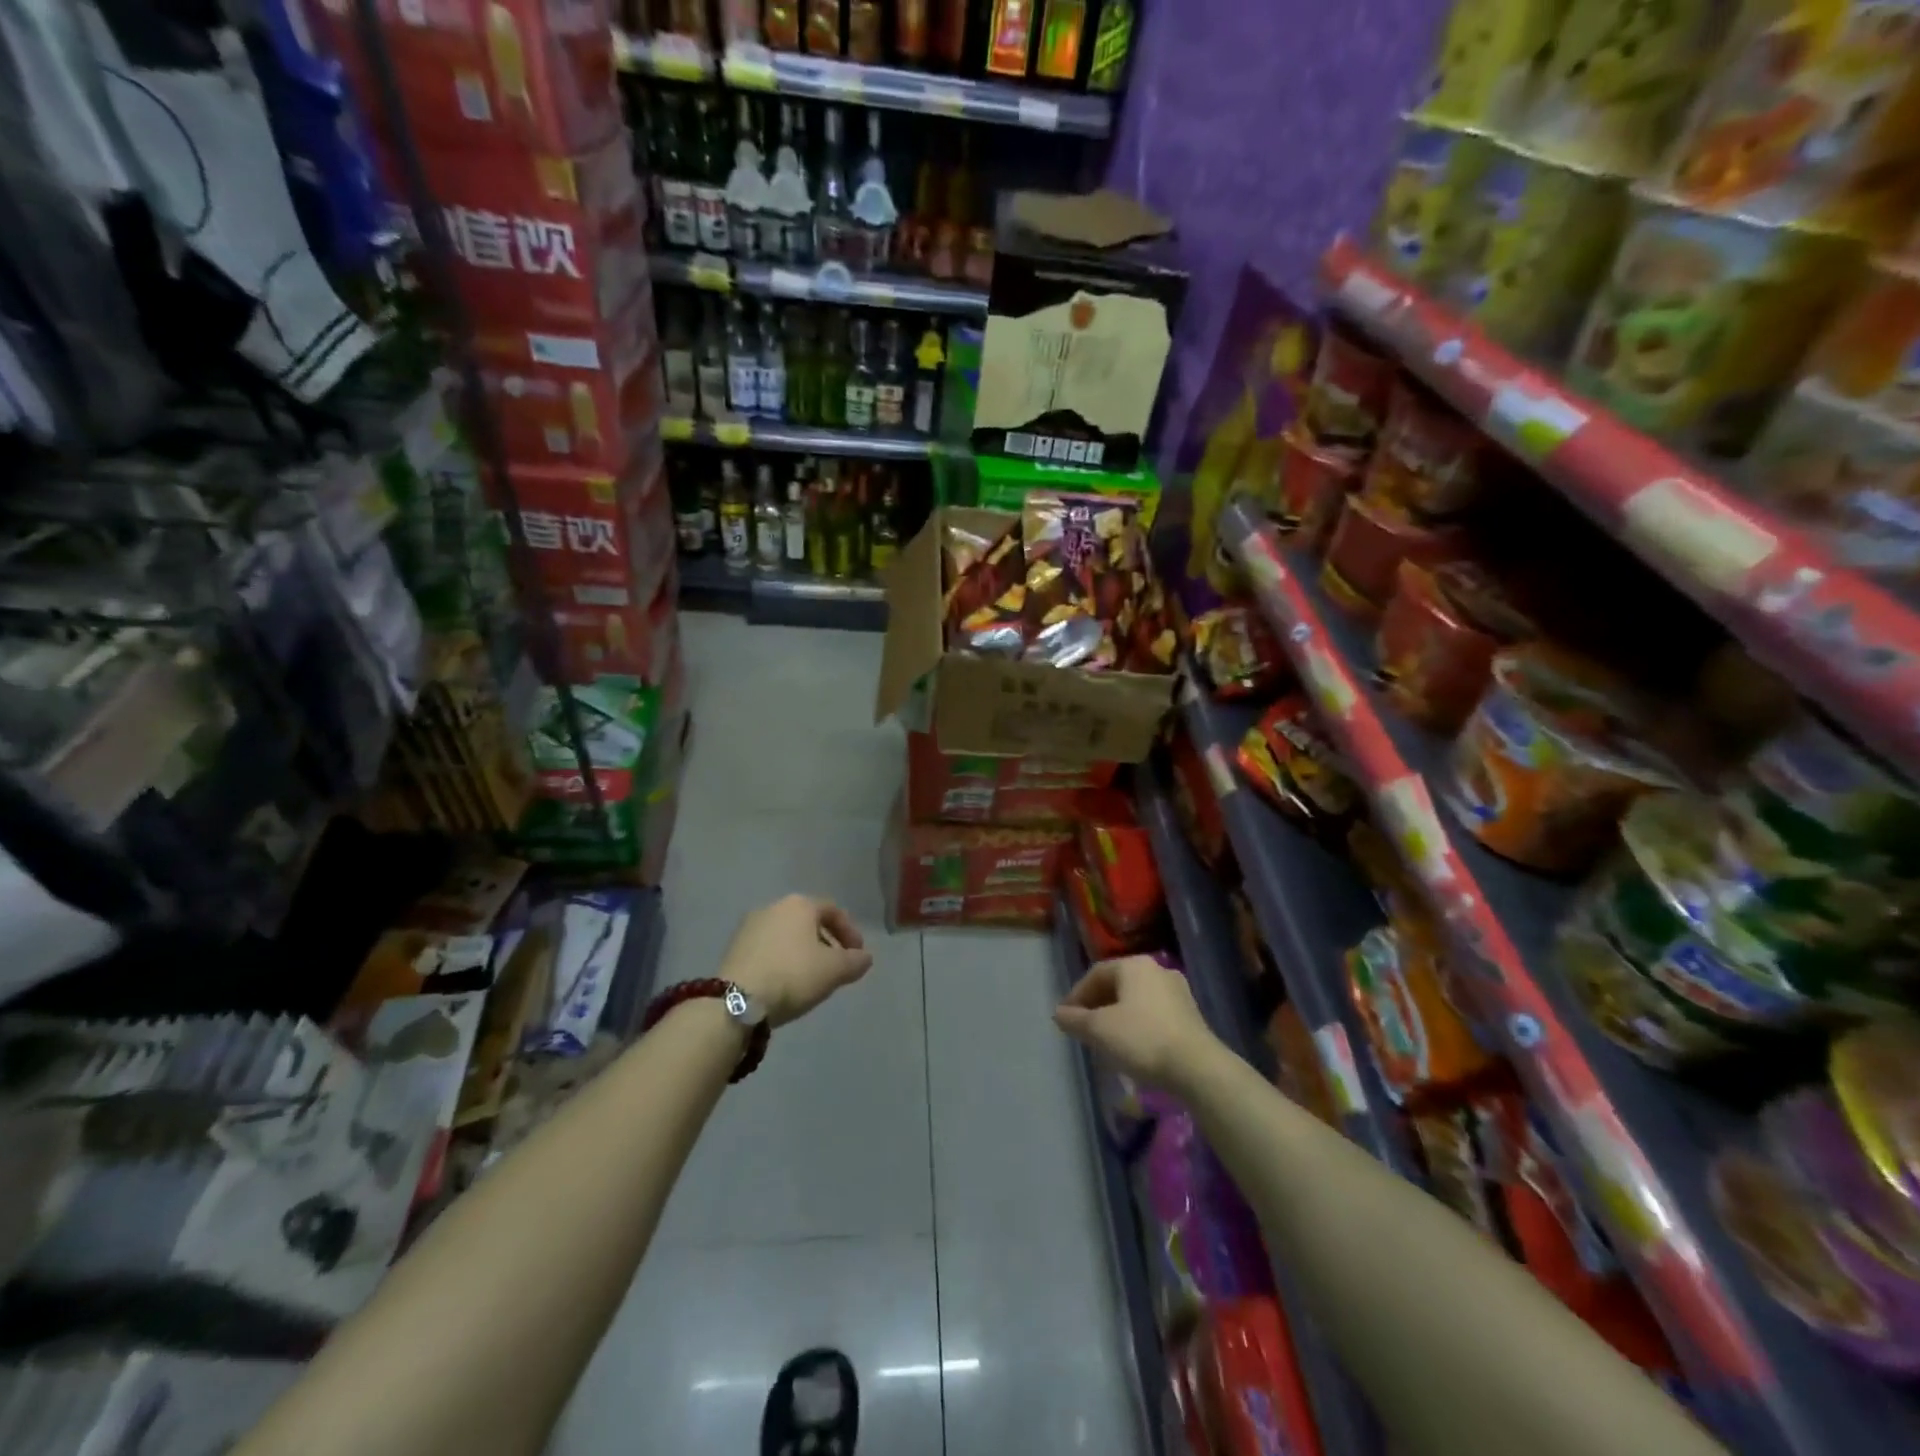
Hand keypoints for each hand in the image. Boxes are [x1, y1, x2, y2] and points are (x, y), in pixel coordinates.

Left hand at [720, 895, 874, 1026]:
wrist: (736, 999)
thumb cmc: (793, 975)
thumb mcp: (834, 970)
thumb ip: (855, 962)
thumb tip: (864, 957)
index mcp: (800, 904)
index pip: (833, 910)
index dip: (850, 932)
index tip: (858, 955)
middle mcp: (774, 907)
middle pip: (808, 921)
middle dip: (826, 943)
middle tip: (836, 967)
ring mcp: (749, 926)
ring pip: (786, 935)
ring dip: (802, 953)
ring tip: (811, 979)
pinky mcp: (733, 947)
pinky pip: (768, 949)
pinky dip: (781, 960)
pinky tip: (785, 983)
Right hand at [1053, 955, 1218, 1089]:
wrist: (1197, 1067)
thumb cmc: (1142, 1039)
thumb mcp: (1099, 1030)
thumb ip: (1075, 1019)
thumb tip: (1059, 1013)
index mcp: (1134, 965)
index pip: (1096, 973)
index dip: (1076, 995)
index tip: (1066, 1018)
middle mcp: (1157, 970)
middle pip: (1117, 984)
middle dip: (1097, 1005)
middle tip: (1083, 1027)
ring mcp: (1177, 991)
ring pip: (1136, 999)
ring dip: (1117, 1015)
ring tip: (1105, 1038)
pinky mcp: (1190, 1014)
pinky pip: (1153, 1012)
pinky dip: (1137, 1024)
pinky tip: (1132, 1045)